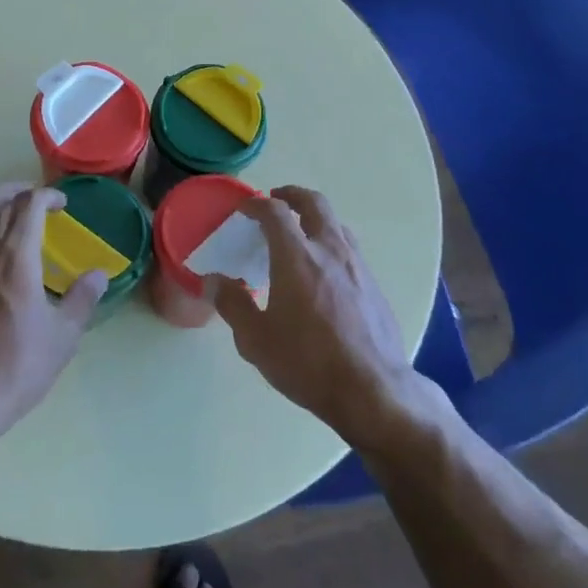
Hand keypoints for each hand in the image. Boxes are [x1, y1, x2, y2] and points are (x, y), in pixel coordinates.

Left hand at [0, 183, 105, 436]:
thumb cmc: (16, 366)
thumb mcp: (63, 337)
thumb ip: (82, 299)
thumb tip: (99, 275)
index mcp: (14, 256)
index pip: (28, 205)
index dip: (46, 196)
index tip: (60, 204)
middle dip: (12, 190)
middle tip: (30, 200)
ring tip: (1, 222)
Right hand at [213, 186, 416, 446]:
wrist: (373, 391)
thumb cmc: (308, 362)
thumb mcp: (256, 339)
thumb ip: (232, 304)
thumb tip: (213, 281)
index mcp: (297, 256)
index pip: (275, 212)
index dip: (256, 204)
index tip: (244, 208)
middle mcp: (330, 250)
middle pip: (314, 203)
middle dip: (293, 195)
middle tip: (276, 200)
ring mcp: (358, 266)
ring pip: (337, 224)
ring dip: (316, 219)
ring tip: (301, 235)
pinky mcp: (375, 287)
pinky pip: (351, 250)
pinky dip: (332, 245)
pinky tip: (325, 273)